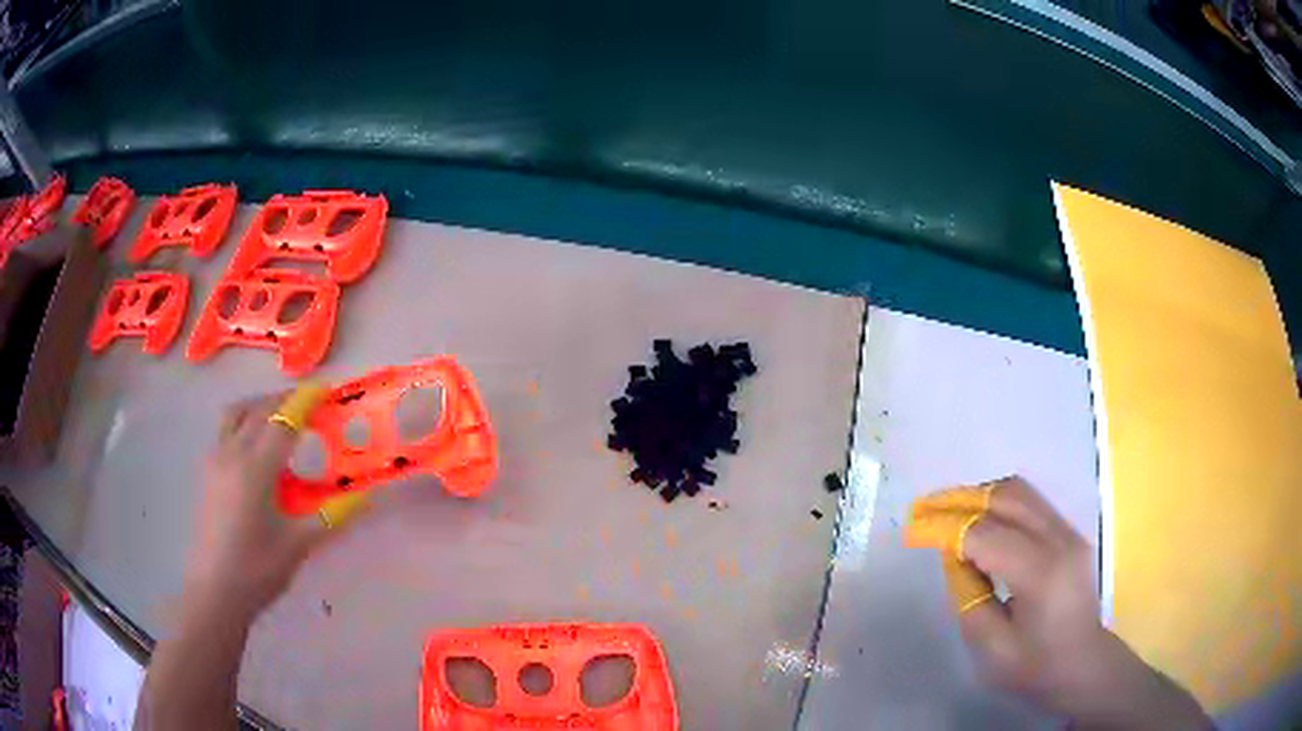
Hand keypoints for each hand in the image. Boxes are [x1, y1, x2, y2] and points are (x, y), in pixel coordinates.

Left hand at [185, 390, 330, 615]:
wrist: (216, 589)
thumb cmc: (258, 568)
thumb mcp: (299, 544)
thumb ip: (331, 516)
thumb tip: (366, 497)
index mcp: (257, 467)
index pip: (284, 421)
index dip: (306, 402)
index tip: (327, 391)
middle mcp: (233, 452)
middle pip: (260, 409)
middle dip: (286, 400)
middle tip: (312, 405)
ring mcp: (216, 459)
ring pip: (238, 413)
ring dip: (261, 406)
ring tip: (282, 417)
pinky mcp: (208, 471)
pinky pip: (227, 429)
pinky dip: (246, 422)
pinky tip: (258, 448)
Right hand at [947, 477, 1209, 728]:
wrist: (1083, 665)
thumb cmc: (1035, 667)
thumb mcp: (991, 648)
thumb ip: (969, 597)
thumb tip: (954, 555)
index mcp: (1041, 573)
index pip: (986, 534)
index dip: (946, 529)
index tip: (913, 531)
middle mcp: (1059, 540)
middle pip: (1006, 496)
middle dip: (961, 499)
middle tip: (926, 510)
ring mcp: (1069, 532)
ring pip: (1020, 491)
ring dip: (981, 496)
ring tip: (950, 513)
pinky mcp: (1070, 533)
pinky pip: (1031, 503)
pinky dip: (999, 505)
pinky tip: (982, 523)